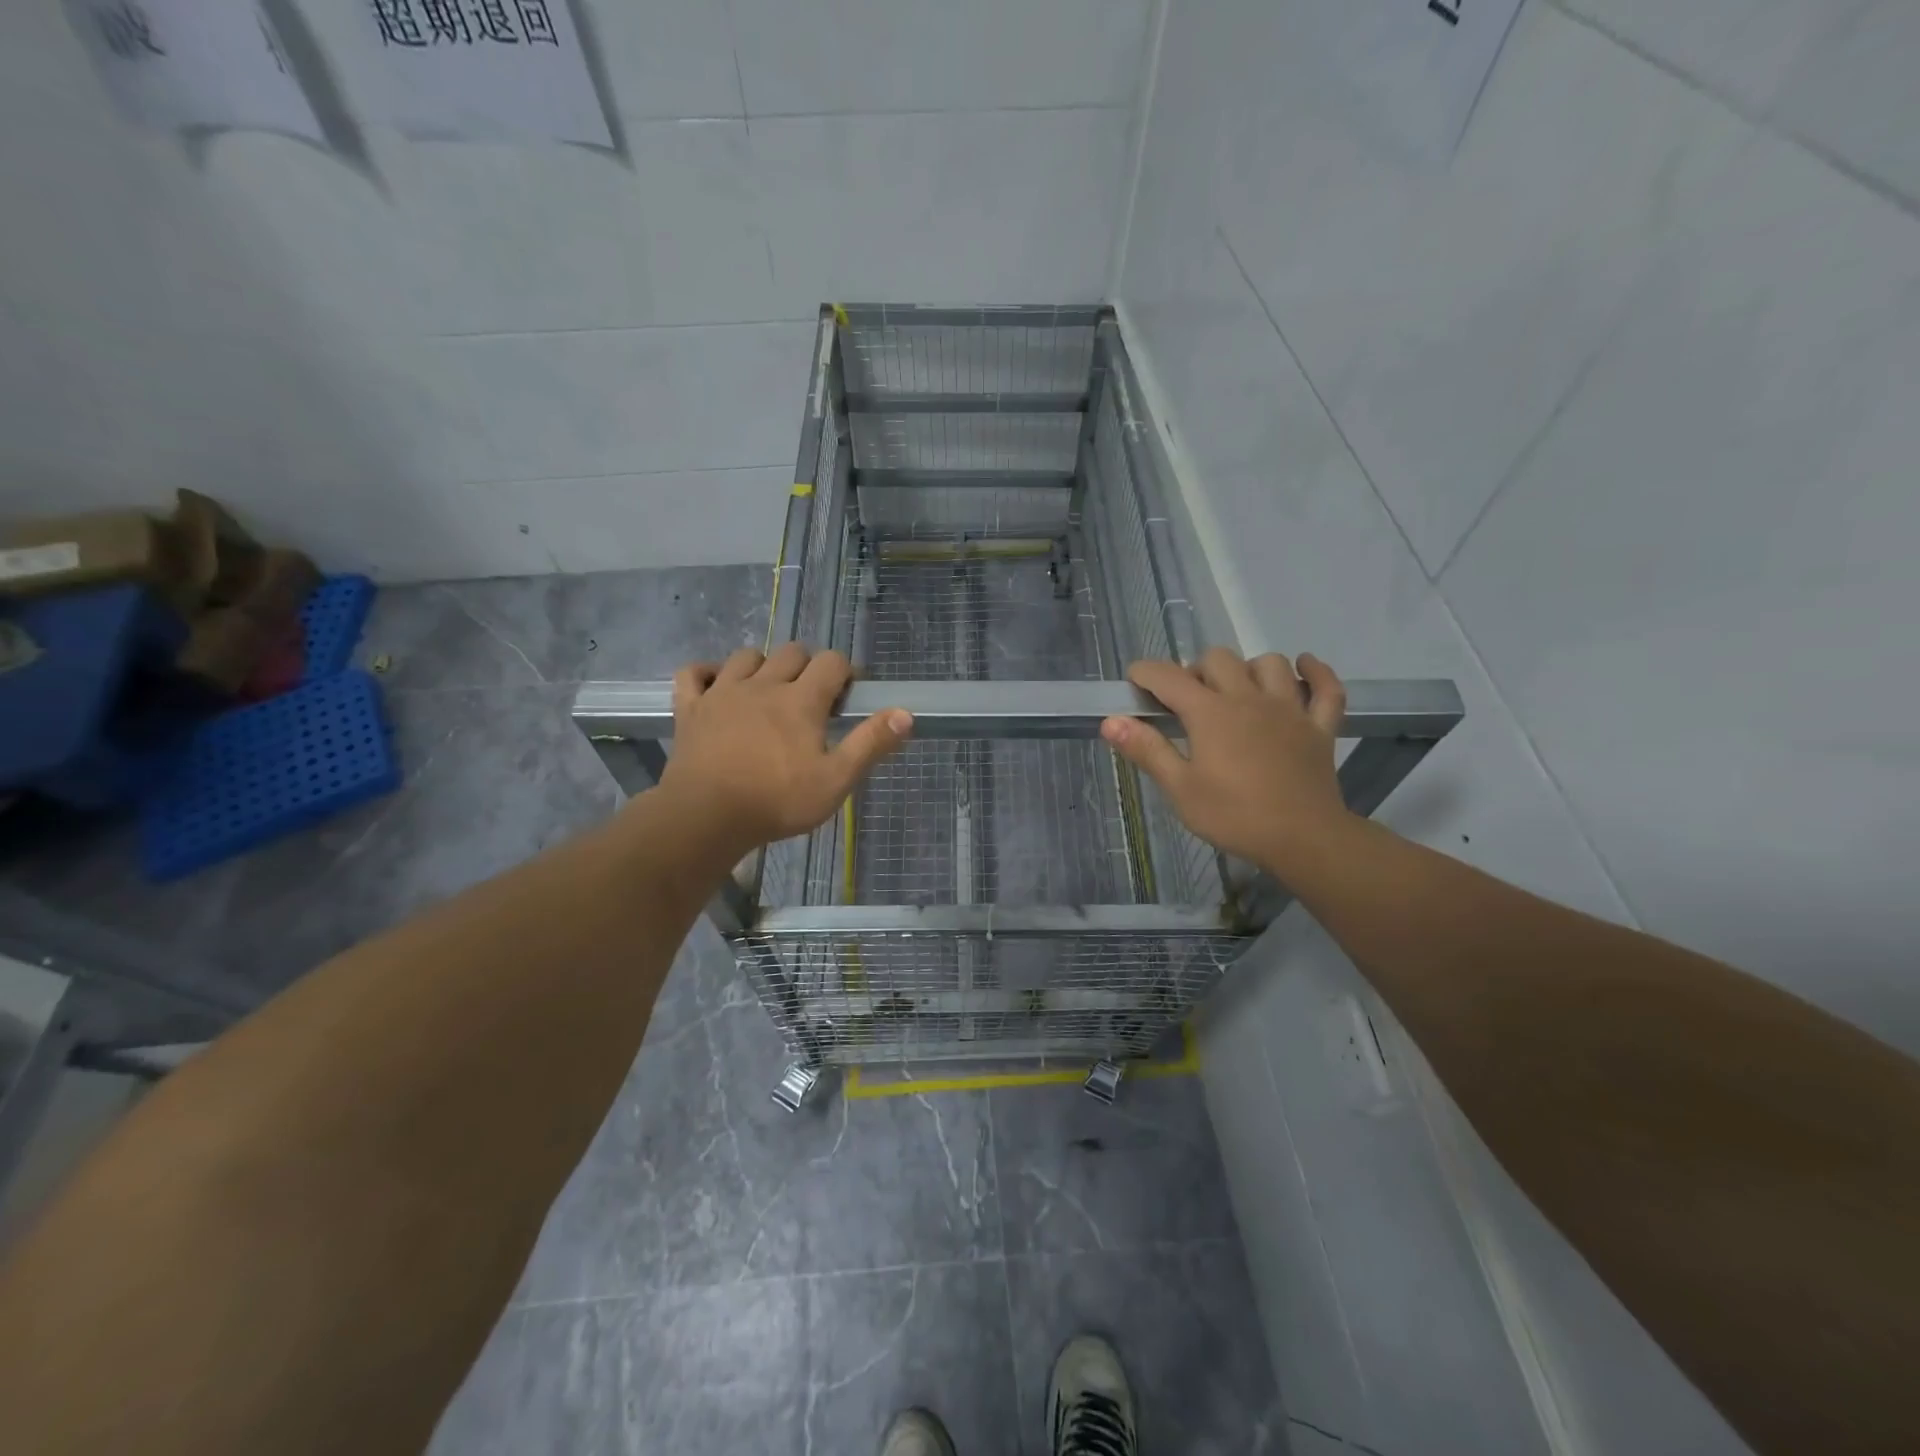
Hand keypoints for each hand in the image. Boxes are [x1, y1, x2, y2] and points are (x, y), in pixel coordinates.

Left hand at [659, 645, 911, 855]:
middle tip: (812, 700)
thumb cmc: (777, 801)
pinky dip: (707, 674)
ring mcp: (722, 692)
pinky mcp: (690, 708)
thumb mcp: (836, 780)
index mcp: (801, 700)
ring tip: (769, 693)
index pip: (832, 662)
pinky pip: (694, 673)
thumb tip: (905, 714)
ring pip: (747, 656)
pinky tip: (717, 687)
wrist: (705, 816)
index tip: (849, 694)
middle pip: (792, 652)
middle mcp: (763, 684)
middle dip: (808, 667)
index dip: (845, 672)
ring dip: (764, 666)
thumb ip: (870, 744)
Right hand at [1101, 648, 1353, 876]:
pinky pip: (1326, 687)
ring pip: (1270, 663)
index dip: (1146, 673)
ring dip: (1248, 669)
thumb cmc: (1234, 816)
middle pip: (1219, 659)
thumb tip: (1111, 721)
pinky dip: (1316, 672)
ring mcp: (1290, 709)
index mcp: (1210, 713)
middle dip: (1196, 670)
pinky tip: (1303, 669)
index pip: (1169, 677)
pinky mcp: (1320, 726)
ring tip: (1237, 691)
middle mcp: (1249, 698)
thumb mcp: (1181, 789)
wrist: (1304, 839)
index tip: (1134, 682)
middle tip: (1187, 701)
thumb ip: (1147, 750)